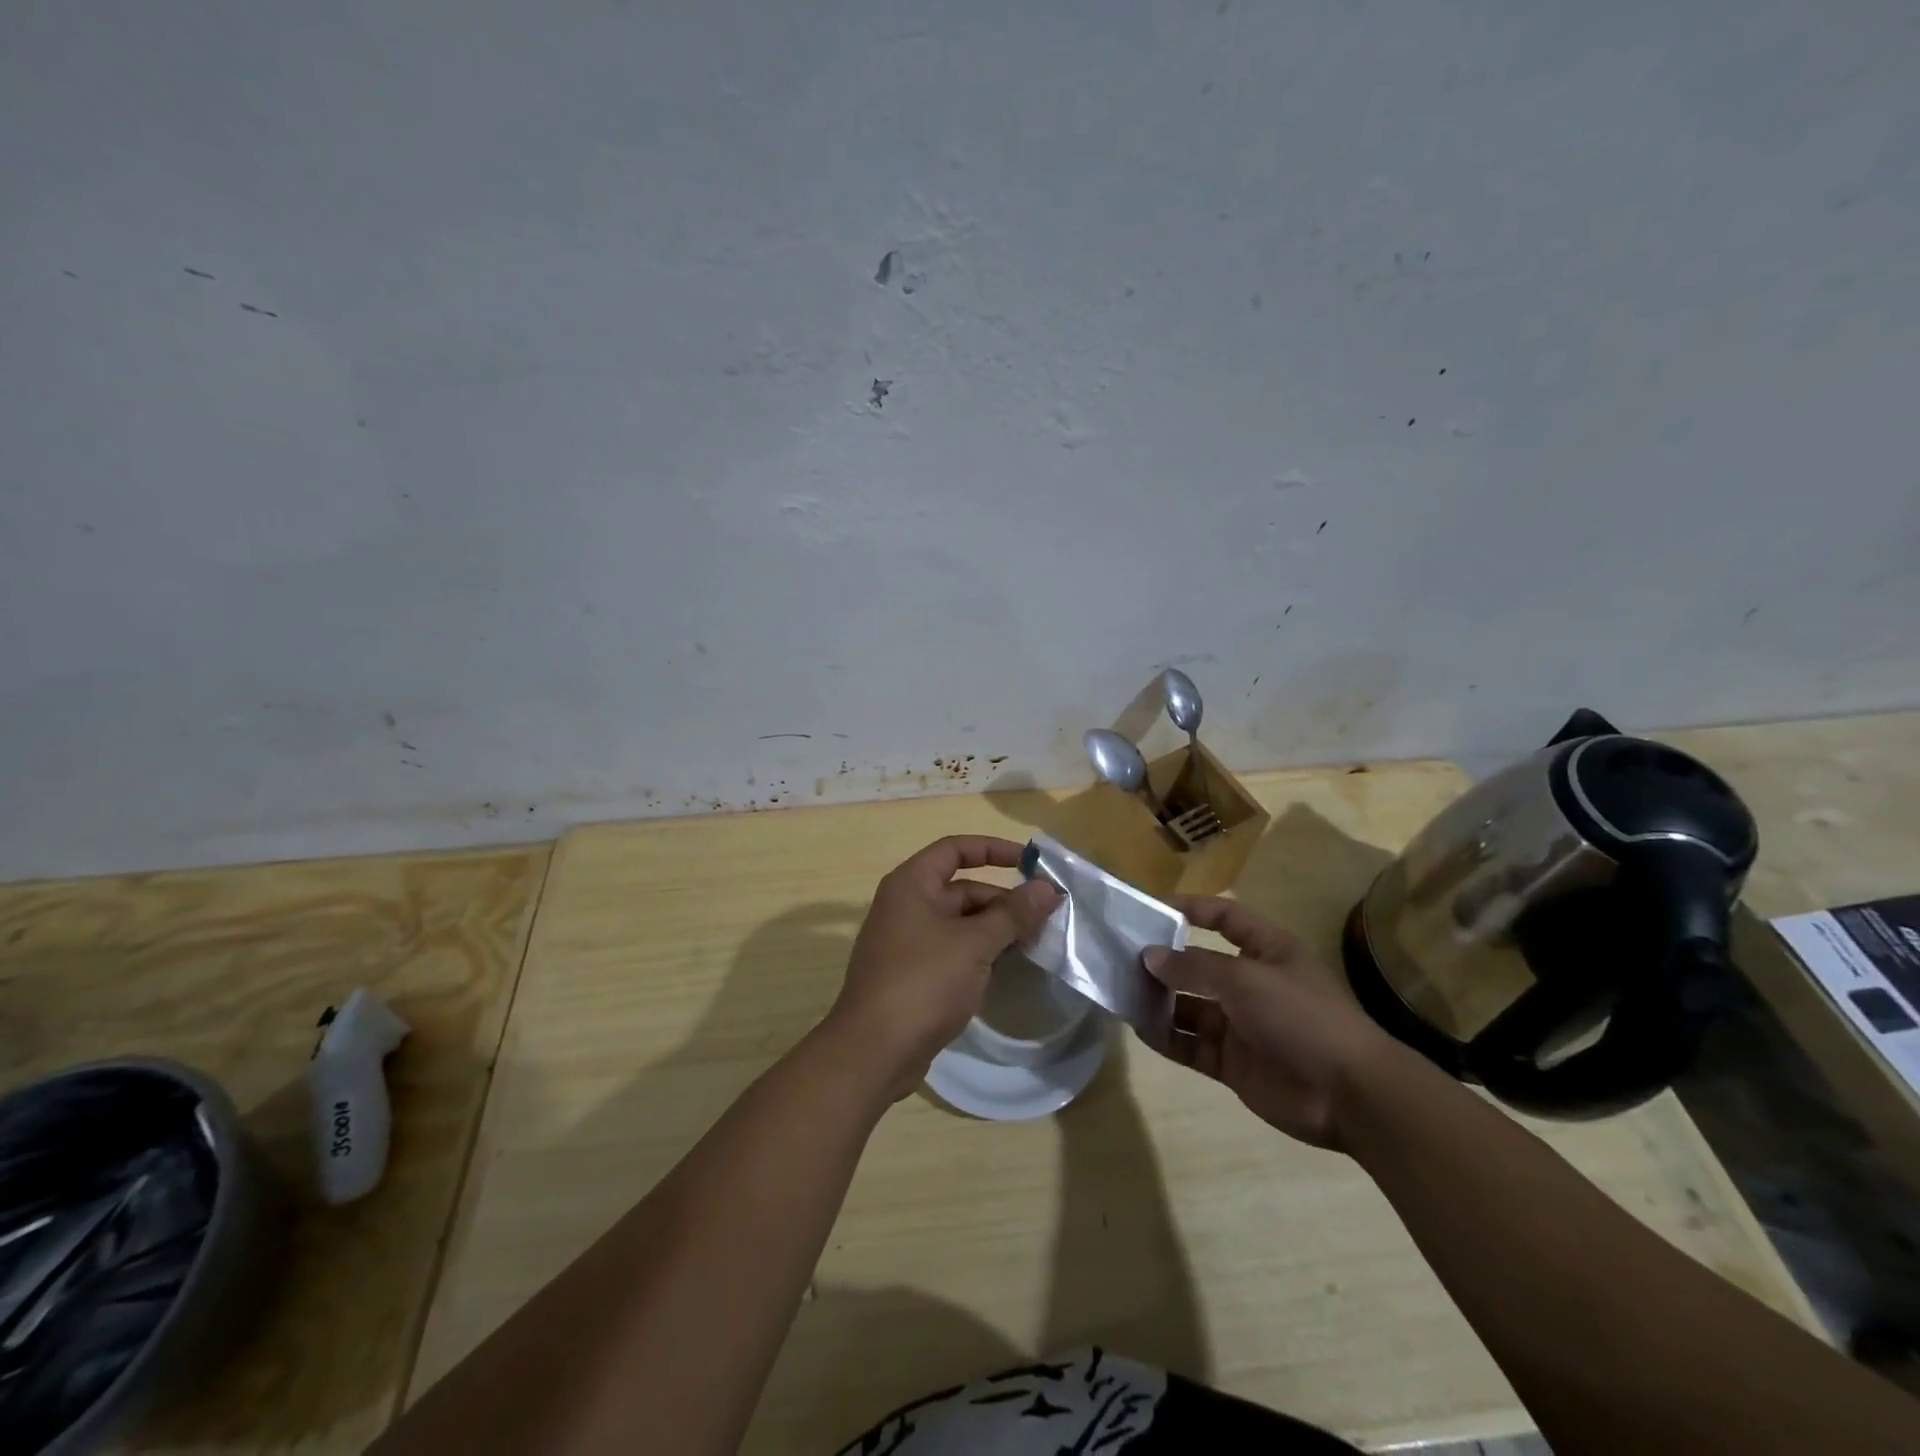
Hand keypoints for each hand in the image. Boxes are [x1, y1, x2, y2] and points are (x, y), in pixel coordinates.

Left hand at [830, 836, 1060, 1100]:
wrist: (874, 1052)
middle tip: (1046, 917)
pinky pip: (954, 951)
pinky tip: (1009, 968)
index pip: (955, 849)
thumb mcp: (974, 944)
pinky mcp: (914, 975)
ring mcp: (908, 942)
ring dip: (996, 929)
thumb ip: (1012, 913)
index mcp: (912, 884)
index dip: (994, 850)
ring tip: (1036, 943)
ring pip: (961, 923)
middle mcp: (906, 906)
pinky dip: (980, 953)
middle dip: (1003, 900)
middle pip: (962, 889)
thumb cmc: (922, 982)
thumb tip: (1047, 888)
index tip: (1031, 863)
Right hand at [1144, 896, 1408, 1149]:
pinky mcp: (1232, 1062)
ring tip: (1121, 992)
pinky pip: (1191, 1045)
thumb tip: (1148, 955)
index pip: (1225, 919)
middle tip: (1120, 957)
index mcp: (1266, 951)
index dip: (1191, 909)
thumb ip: (1193, 967)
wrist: (1350, 1095)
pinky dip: (1166, 1037)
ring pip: (1189, 1006)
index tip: (1149, 909)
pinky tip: (1139, 1028)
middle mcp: (1251, 983)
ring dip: (1159, 1000)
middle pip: (1199, 965)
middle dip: (1164, 961)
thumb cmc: (1301, 1017)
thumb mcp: (1245, 980)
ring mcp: (1240, 1025)